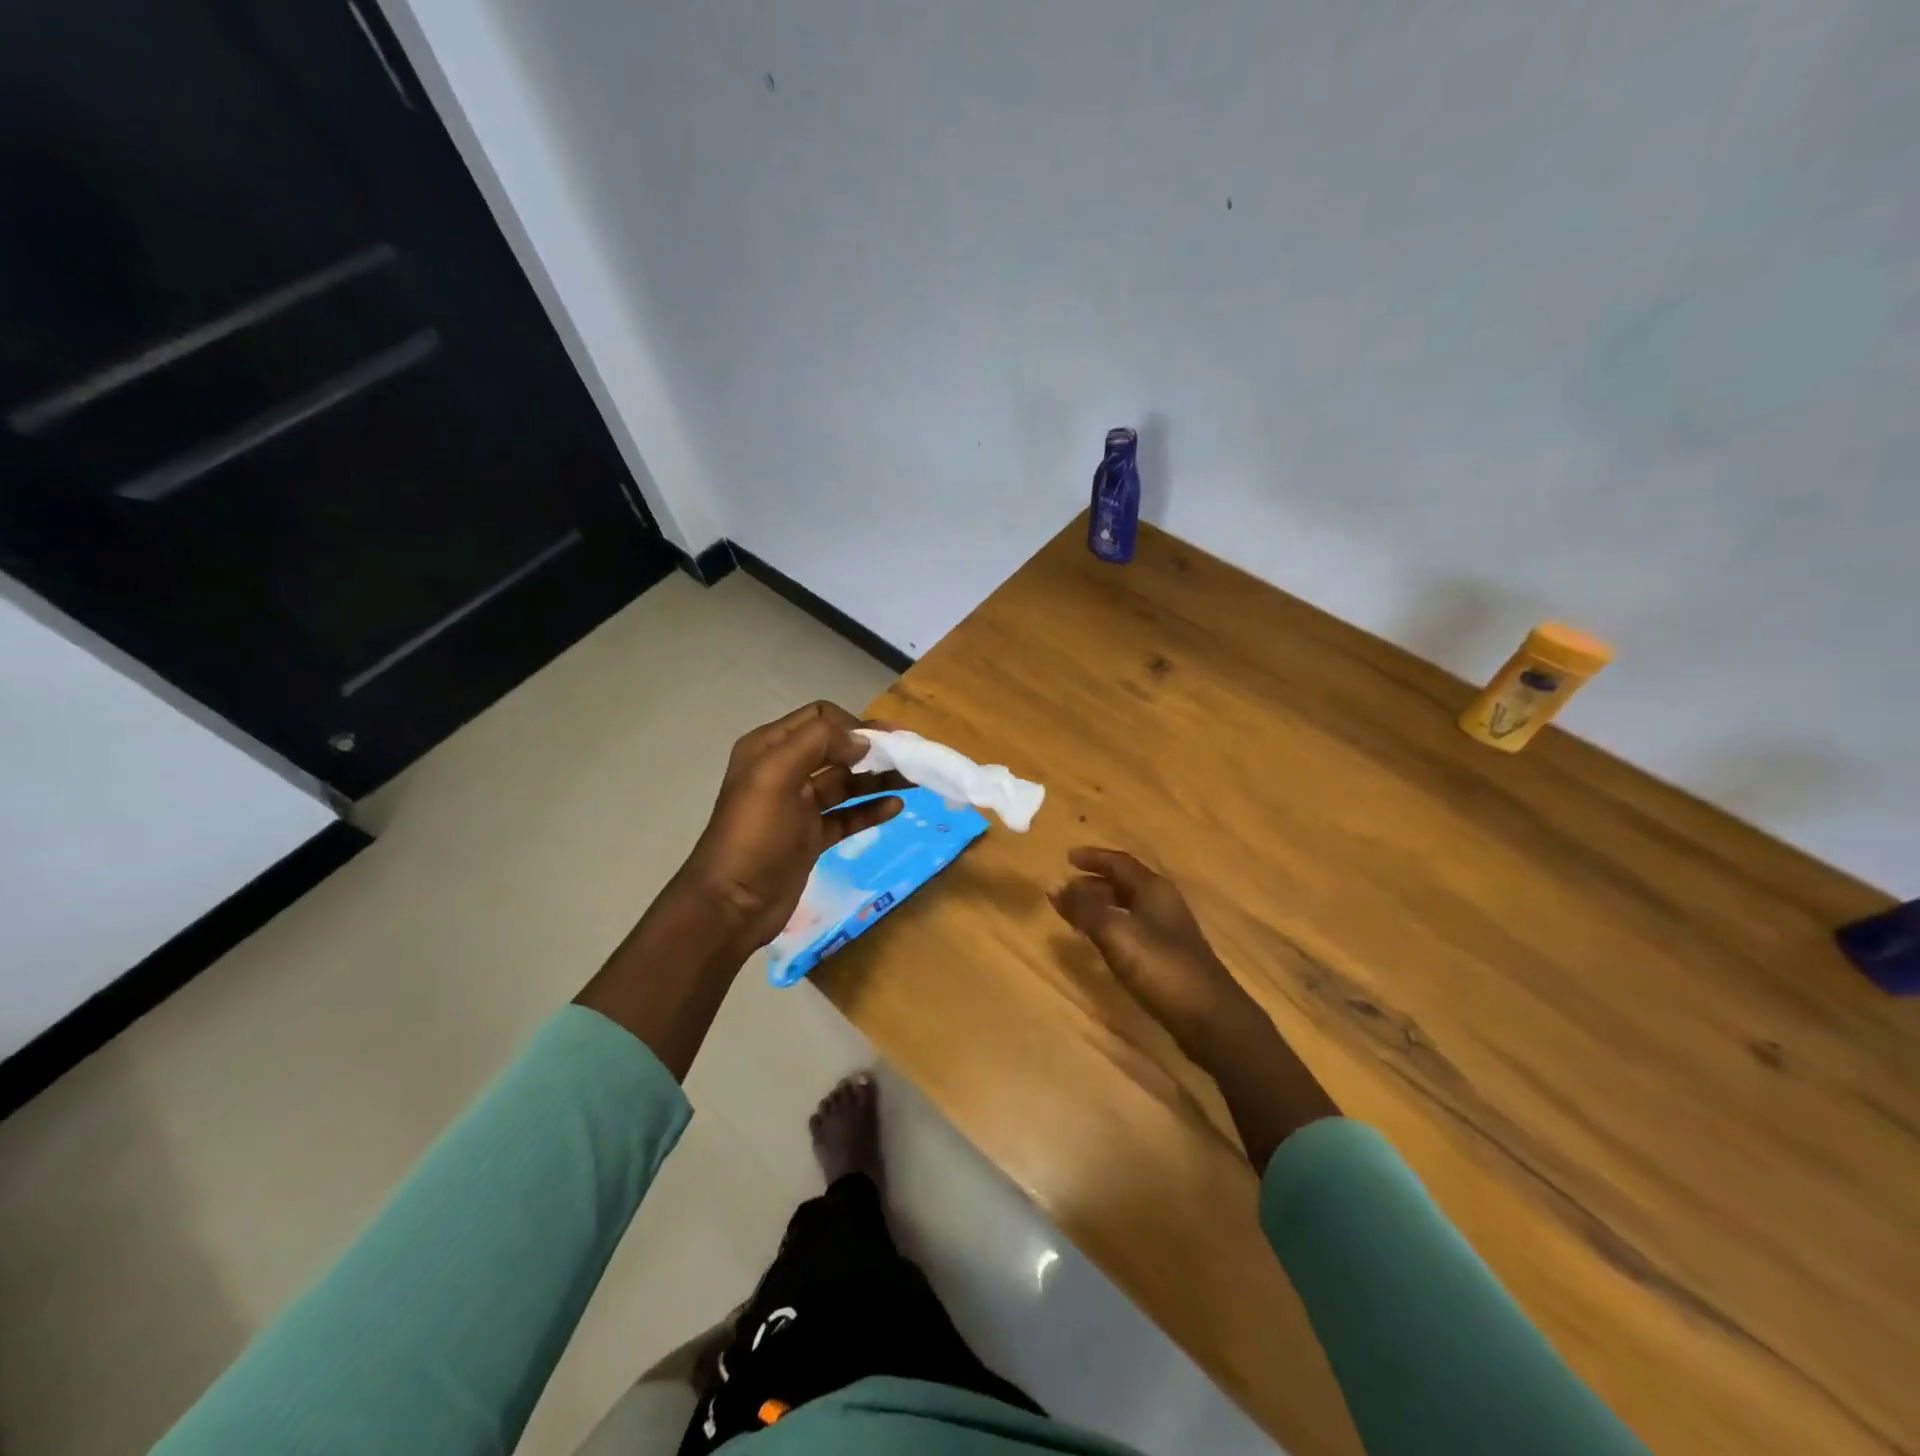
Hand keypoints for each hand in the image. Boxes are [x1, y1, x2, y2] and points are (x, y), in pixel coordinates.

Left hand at [675, 701, 908, 954]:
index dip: (853, 724)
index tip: (882, 743)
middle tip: (910, 756)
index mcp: (770, 748)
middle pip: (838, 748)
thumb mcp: (776, 775)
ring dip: (879, 778)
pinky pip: (848, 815)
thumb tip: (862, 739)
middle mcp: (785, 770)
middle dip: (873, 749)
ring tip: (914, 780)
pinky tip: (895, 807)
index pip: (820, 717)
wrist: (732, 904)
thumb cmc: (753, 834)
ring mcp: (800, 805)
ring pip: (847, 782)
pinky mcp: (812, 836)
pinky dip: (871, 808)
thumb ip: (818, 743)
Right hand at [1050, 848, 1259, 1059]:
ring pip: (1127, 907)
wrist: (1210, 1017)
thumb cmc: (1161, 966)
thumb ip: (1084, 909)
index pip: (1119, 862)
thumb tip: (1055, 886)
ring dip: (1099, 906)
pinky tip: (1098, 943)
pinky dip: (1110, 927)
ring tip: (1073, 915)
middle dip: (1092, 883)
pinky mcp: (1168, 956)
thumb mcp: (1115, 933)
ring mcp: (1168, 930)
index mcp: (1153, 889)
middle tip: (1064, 890)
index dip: (1093, 857)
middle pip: (1123, 883)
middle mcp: (1162, 903)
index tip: (1067, 857)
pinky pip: (1132, 929)